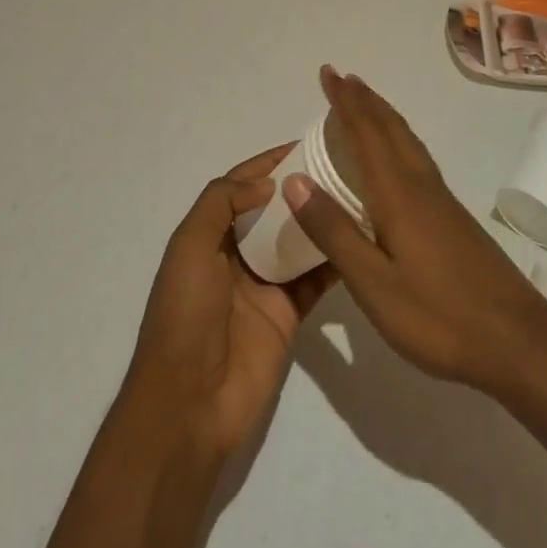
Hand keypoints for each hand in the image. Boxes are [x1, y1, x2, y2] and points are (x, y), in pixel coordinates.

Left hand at [124, 146, 335, 459]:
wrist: (190, 404)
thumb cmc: (185, 316)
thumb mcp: (189, 248)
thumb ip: (221, 203)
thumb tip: (268, 184)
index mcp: (209, 236)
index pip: (241, 186)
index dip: (269, 163)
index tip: (306, 143)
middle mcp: (238, 254)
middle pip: (275, 209)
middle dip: (302, 186)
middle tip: (344, 165)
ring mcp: (265, 284)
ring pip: (299, 240)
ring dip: (322, 218)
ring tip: (359, 193)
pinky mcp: (290, 312)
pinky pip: (316, 277)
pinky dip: (336, 258)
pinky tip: (362, 237)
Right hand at [284, 66, 546, 396]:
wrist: (518, 340)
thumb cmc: (439, 317)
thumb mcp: (374, 285)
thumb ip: (334, 233)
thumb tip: (295, 181)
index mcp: (398, 195)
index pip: (366, 134)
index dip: (345, 103)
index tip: (328, 73)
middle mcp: (422, 186)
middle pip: (391, 129)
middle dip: (364, 100)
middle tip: (342, 77)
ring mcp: (442, 200)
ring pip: (408, 141)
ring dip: (383, 116)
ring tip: (365, 103)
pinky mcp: (454, 217)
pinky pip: (418, 159)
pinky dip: (399, 140)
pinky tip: (398, 157)